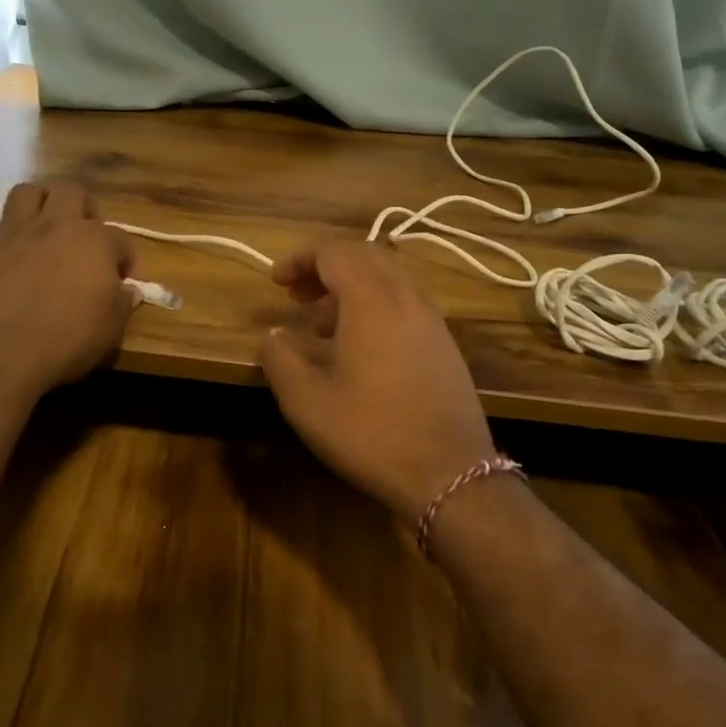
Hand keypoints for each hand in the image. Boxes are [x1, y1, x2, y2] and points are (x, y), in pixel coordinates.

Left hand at [0, 181, 137, 404]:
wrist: (0, 355)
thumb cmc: (67, 341)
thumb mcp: (110, 328)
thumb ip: (121, 303)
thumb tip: (129, 291)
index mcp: (94, 242)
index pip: (120, 238)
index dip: (126, 258)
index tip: (124, 281)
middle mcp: (53, 227)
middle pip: (71, 193)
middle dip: (82, 208)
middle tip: (84, 237)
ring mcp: (10, 237)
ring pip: (23, 194)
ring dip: (35, 203)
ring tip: (41, 225)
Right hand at [259, 241, 496, 521]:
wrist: (450, 474)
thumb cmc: (371, 432)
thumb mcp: (306, 400)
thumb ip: (280, 357)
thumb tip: (276, 335)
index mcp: (372, 299)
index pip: (334, 252)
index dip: (300, 259)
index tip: (276, 282)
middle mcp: (407, 297)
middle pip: (365, 256)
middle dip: (326, 266)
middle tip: (298, 295)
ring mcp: (432, 320)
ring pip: (388, 280)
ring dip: (351, 287)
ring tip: (321, 324)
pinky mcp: (445, 344)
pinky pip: (405, 304)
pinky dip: (375, 307)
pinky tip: (358, 348)